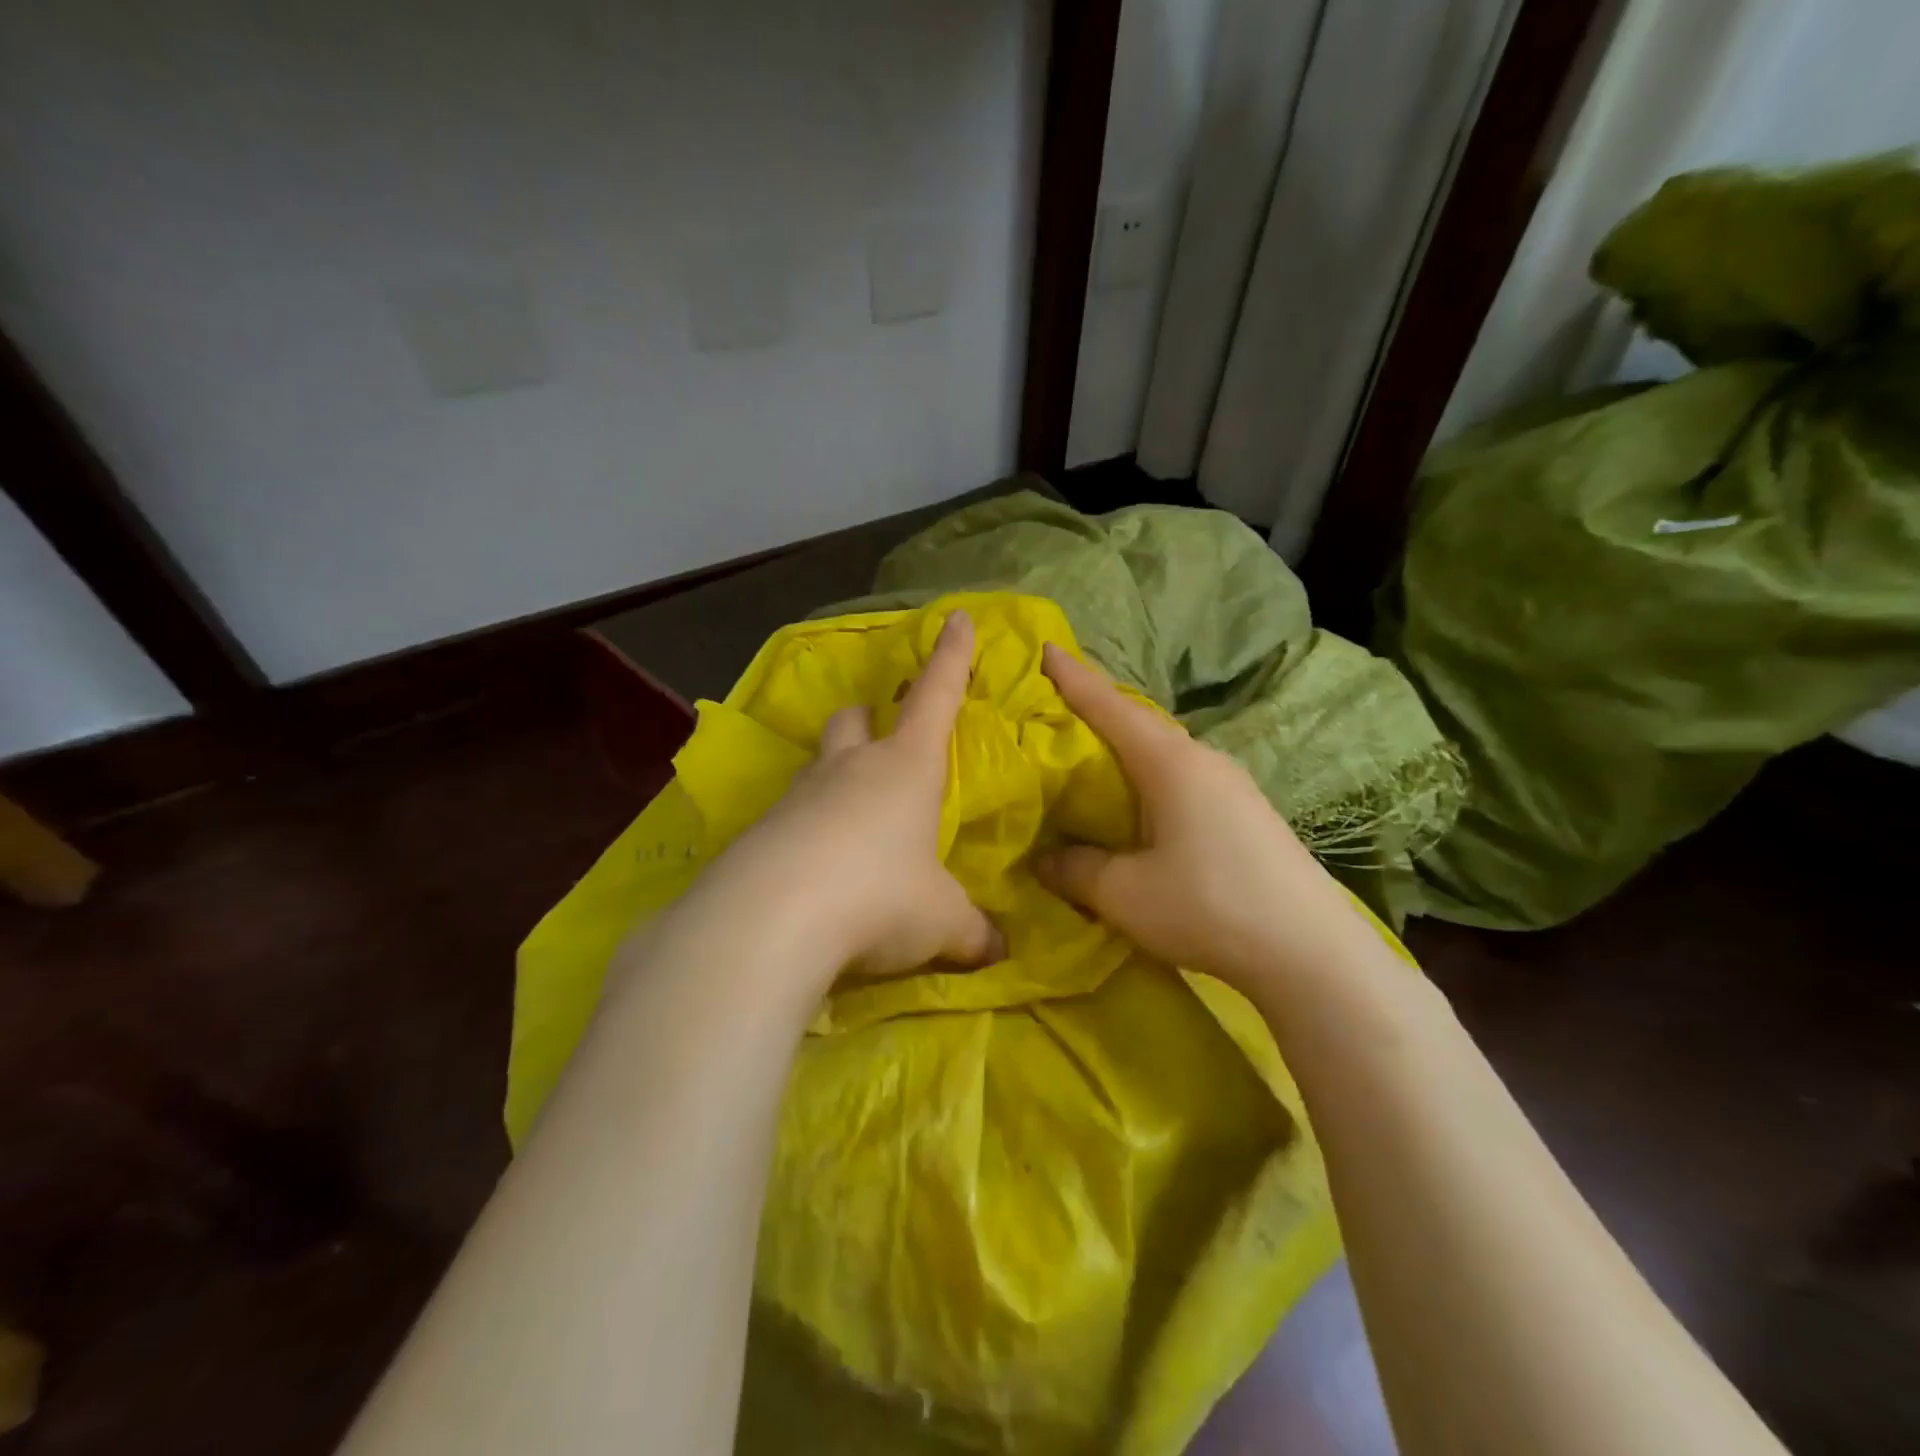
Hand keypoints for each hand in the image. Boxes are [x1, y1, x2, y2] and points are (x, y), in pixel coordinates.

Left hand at [703, 609, 1001, 987]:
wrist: (773, 919)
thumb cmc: (880, 896)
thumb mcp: (940, 920)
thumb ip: (971, 931)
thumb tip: (997, 952)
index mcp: (907, 767)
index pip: (936, 696)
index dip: (951, 657)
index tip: (956, 618)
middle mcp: (851, 768)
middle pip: (855, 720)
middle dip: (869, 720)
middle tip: (879, 740)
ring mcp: (800, 794)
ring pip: (818, 764)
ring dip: (834, 776)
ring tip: (848, 821)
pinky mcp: (761, 830)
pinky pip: (789, 815)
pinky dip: (805, 830)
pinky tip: (812, 872)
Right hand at [1037, 643, 1354, 991]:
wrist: (1311, 952)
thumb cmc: (1208, 906)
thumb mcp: (1124, 893)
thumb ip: (1075, 869)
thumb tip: (1044, 857)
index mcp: (1169, 763)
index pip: (1110, 708)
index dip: (1074, 678)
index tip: (1046, 648)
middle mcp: (1202, 760)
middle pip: (1138, 724)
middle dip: (1096, 712)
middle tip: (1056, 708)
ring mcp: (1231, 785)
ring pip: (1163, 753)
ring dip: (1125, 749)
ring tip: (1090, 759)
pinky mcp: (1245, 813)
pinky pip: (1182, 778)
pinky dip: (1148, 778)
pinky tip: (1139, 805)